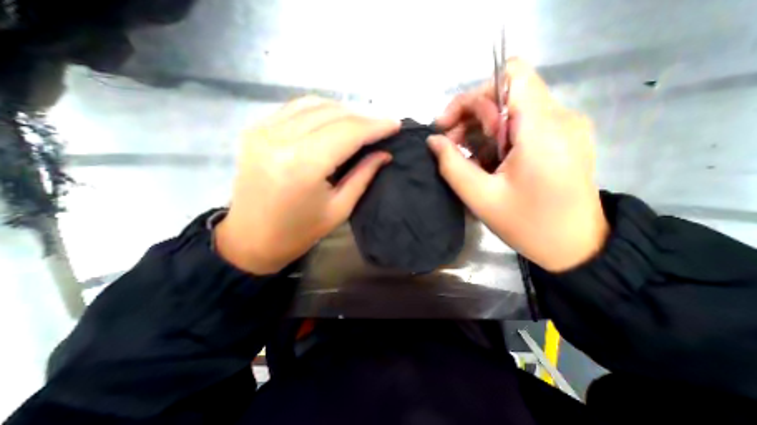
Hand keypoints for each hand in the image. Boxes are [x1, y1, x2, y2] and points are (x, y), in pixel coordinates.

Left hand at [214, 96, 398, 274]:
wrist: (250, 239)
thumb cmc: (299, 231)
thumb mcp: (339, 208)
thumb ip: (363, 175)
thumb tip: (384, 153)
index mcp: (304, 164)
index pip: (348, 132)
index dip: (375, 126)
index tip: (395, 125)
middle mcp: (281, 139)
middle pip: (333, 114)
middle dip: (363, 118)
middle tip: (381, 127)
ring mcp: (263, 130)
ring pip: (314, 104)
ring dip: (343, 111)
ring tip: (360, 125)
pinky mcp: (256, 129)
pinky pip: (295, 108)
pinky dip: (320, 110)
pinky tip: (332, 122)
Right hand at [429, 59, 606, 271]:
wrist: (575, 247)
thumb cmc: (527, 225)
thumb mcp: (480, 197)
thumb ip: (452, 165)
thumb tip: (433, 141)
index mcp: (542, 130)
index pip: (509, 76)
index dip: (473, 95)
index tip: (450, 124)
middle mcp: (559, 118)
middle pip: (505, 93)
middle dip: (470, 116)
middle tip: (449, 146)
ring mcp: (564, 127)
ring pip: (512, 109)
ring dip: (481, 129)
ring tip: (465, 157)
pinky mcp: (563, 138)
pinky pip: (522, 124)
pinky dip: (497, 137)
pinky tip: (486, 161)